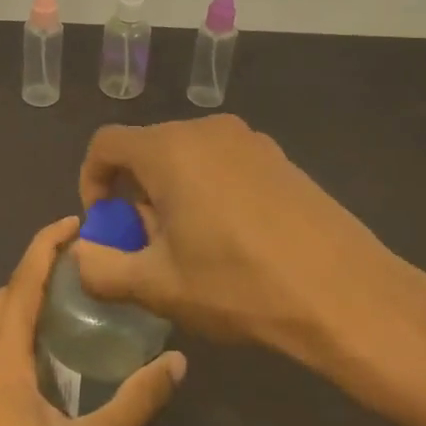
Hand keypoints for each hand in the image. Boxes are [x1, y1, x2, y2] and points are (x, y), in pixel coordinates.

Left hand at [0, 217, 187, 425]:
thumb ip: (137, 402)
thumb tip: (178, 362)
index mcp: (1, 368)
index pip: (19, 287)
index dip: (44, 247)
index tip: (73, 224)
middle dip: (32, 273)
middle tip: (79, 270)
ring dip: (13, 305)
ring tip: (57, 310)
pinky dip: (2, 336)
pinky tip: (37, 363)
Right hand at [74, 114, 404, 357]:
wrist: (345, 294)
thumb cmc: (239, 285)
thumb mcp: (159, 286)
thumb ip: (102, 269)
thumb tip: (80, 255)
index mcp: (170, 149)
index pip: (106, 144)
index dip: (91, 181)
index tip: (105, 225)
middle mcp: (207, 131)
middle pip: (147, 150)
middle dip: (134, 194)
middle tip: (146, 246)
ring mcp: (249, 141)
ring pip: (187, 158)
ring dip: (171, 194)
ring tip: (189, 248)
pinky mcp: (280, 159)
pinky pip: (223, 164)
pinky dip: (207, 191)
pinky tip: (231, 241)